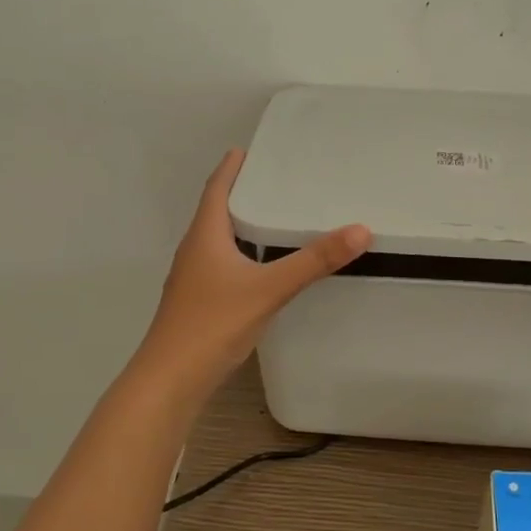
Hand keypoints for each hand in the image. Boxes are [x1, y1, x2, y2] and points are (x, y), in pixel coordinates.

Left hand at [138, 149, 370, 394]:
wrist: (170, 380)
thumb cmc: (213, 324)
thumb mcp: (269, 289)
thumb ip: (313, 261)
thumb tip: (359, 230)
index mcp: (204, 236)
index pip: (216, 189)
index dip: (231, 168)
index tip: (247, 149)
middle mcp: (194, 251)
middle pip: (216, 212)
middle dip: (240, 193)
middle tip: (274, 181)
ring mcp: (192, 279)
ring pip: (218, 240)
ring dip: (240, 225)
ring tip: (273, 219)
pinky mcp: (197, 302)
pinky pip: (221, 264)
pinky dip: (241, 254)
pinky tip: (261, 268)